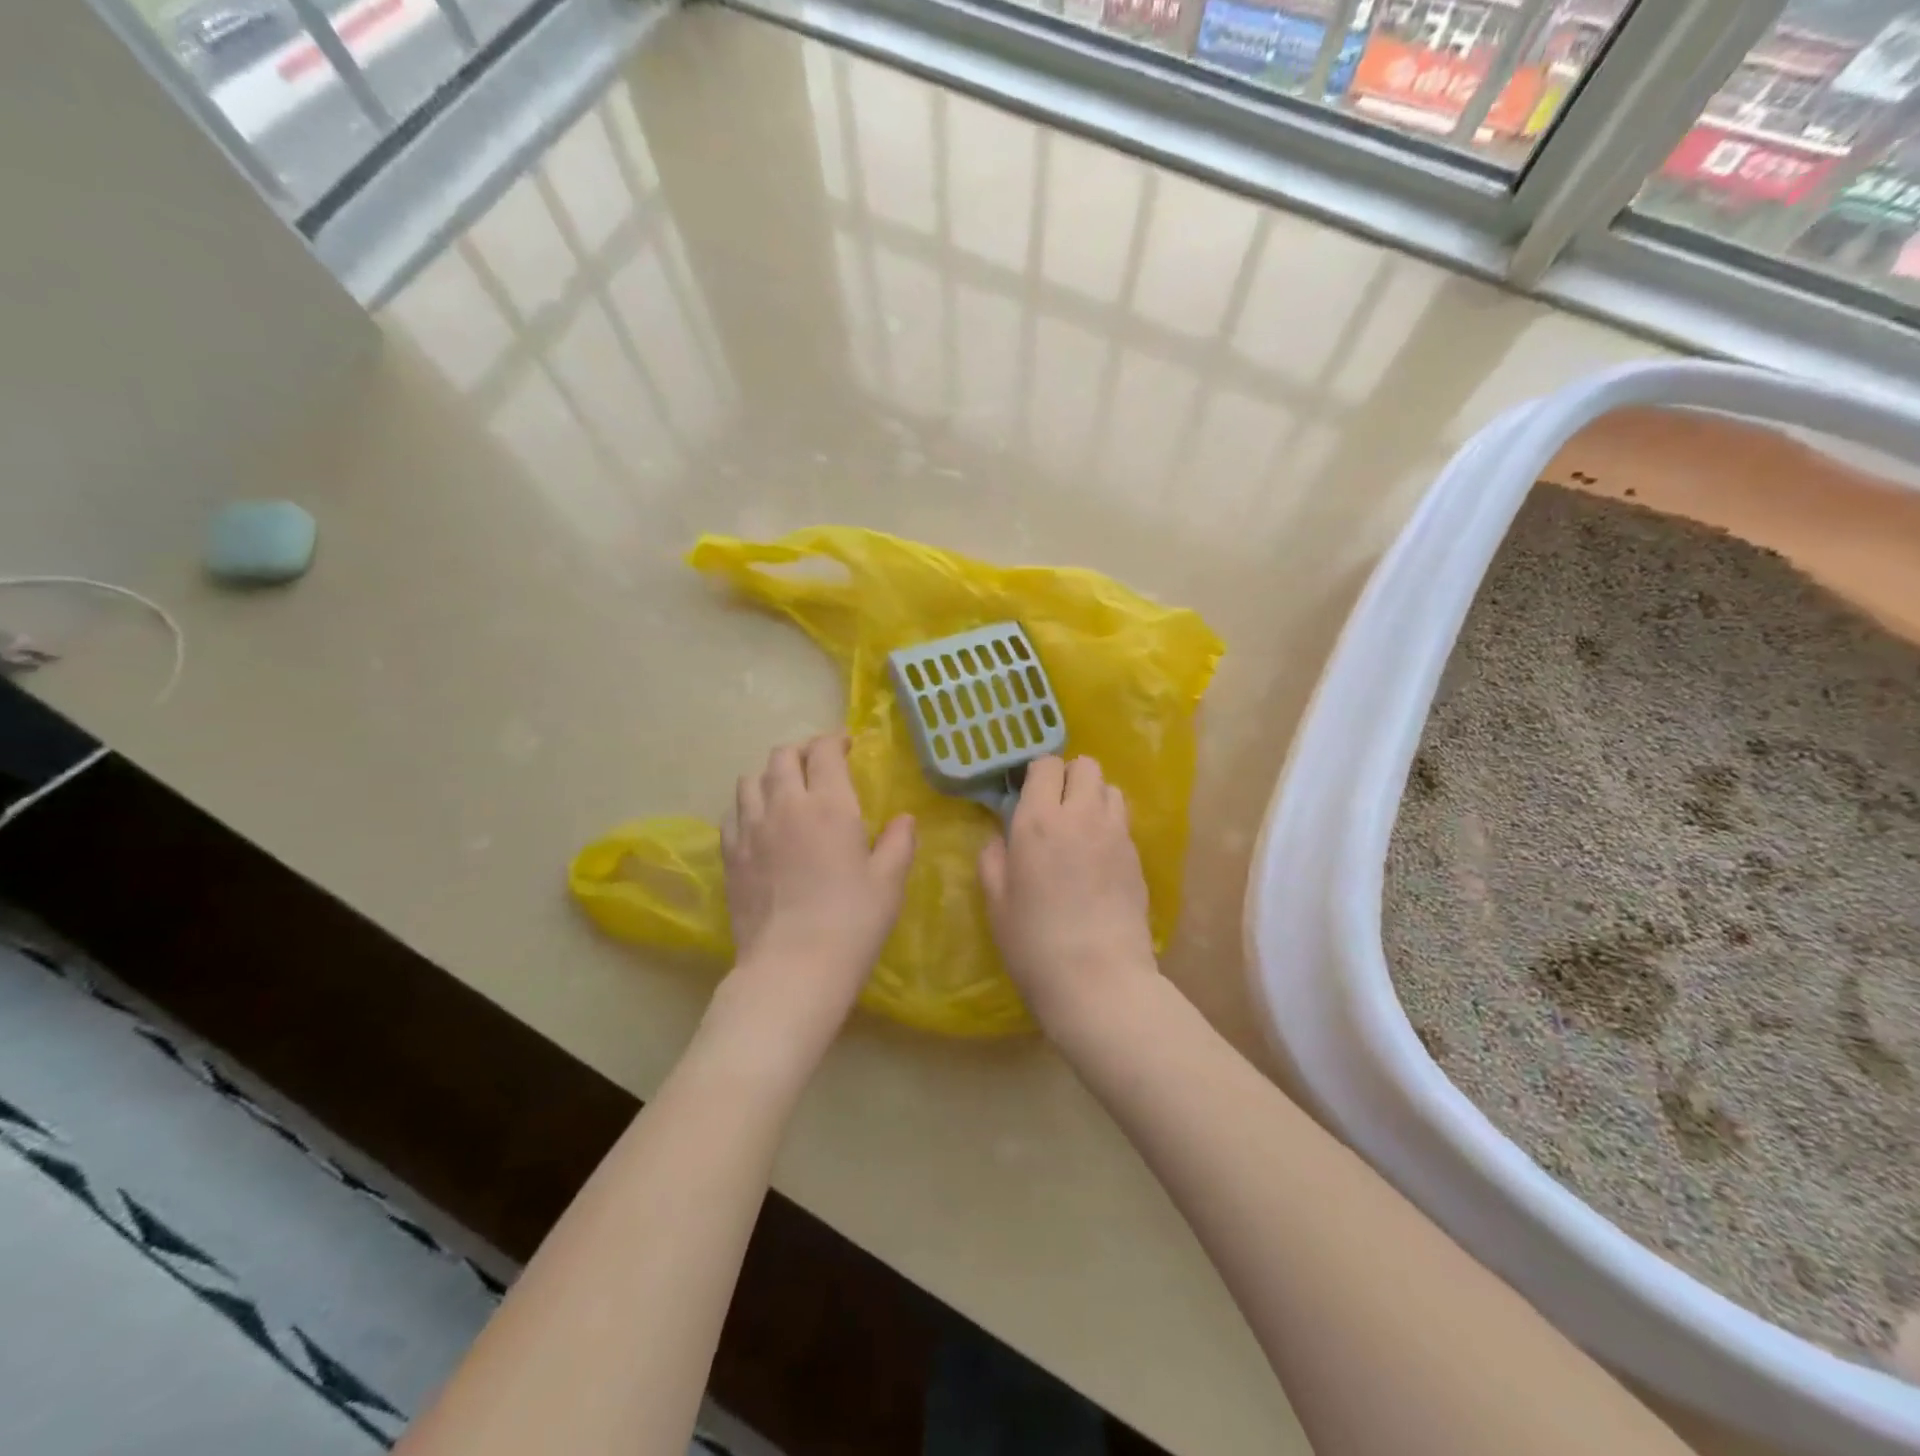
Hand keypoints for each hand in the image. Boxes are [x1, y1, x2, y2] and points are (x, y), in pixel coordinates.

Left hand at [714, 734, 914, 1057]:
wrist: (792, 967)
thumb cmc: (852, 922)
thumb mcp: (889, 882)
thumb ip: (899, 842)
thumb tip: (904, 819)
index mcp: (830, 805)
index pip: (824, 751)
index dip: (835, 740)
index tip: (846, 746)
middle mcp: (786, 805)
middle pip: (782, 756)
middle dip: (802, 751)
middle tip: (818, 764)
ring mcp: (751, 829)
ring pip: (751, 779)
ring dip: (771, 775)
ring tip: (786, 789)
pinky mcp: (730, 854)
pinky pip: (733, 812)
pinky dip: (748, 805)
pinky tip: (760, 822)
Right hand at [978, 756, 1157, 1039]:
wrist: (1097, 979)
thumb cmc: (1034, 942)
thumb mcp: (996, 901)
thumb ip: (993, 858)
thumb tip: (1001, 838)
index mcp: (1038, 821)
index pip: (1046, 765)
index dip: (1037, 774)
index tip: (1028, 794)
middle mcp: (1081, 816)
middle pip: (1086, 765)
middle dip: (1070, 776)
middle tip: (1055, 807)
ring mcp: (1115, 834)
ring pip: (1110, 789)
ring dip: (1093, 797)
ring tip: (1080, 828)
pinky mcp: (1137, 857)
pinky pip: (1123, 822)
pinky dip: (1109, 825)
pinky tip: (1098, 858)